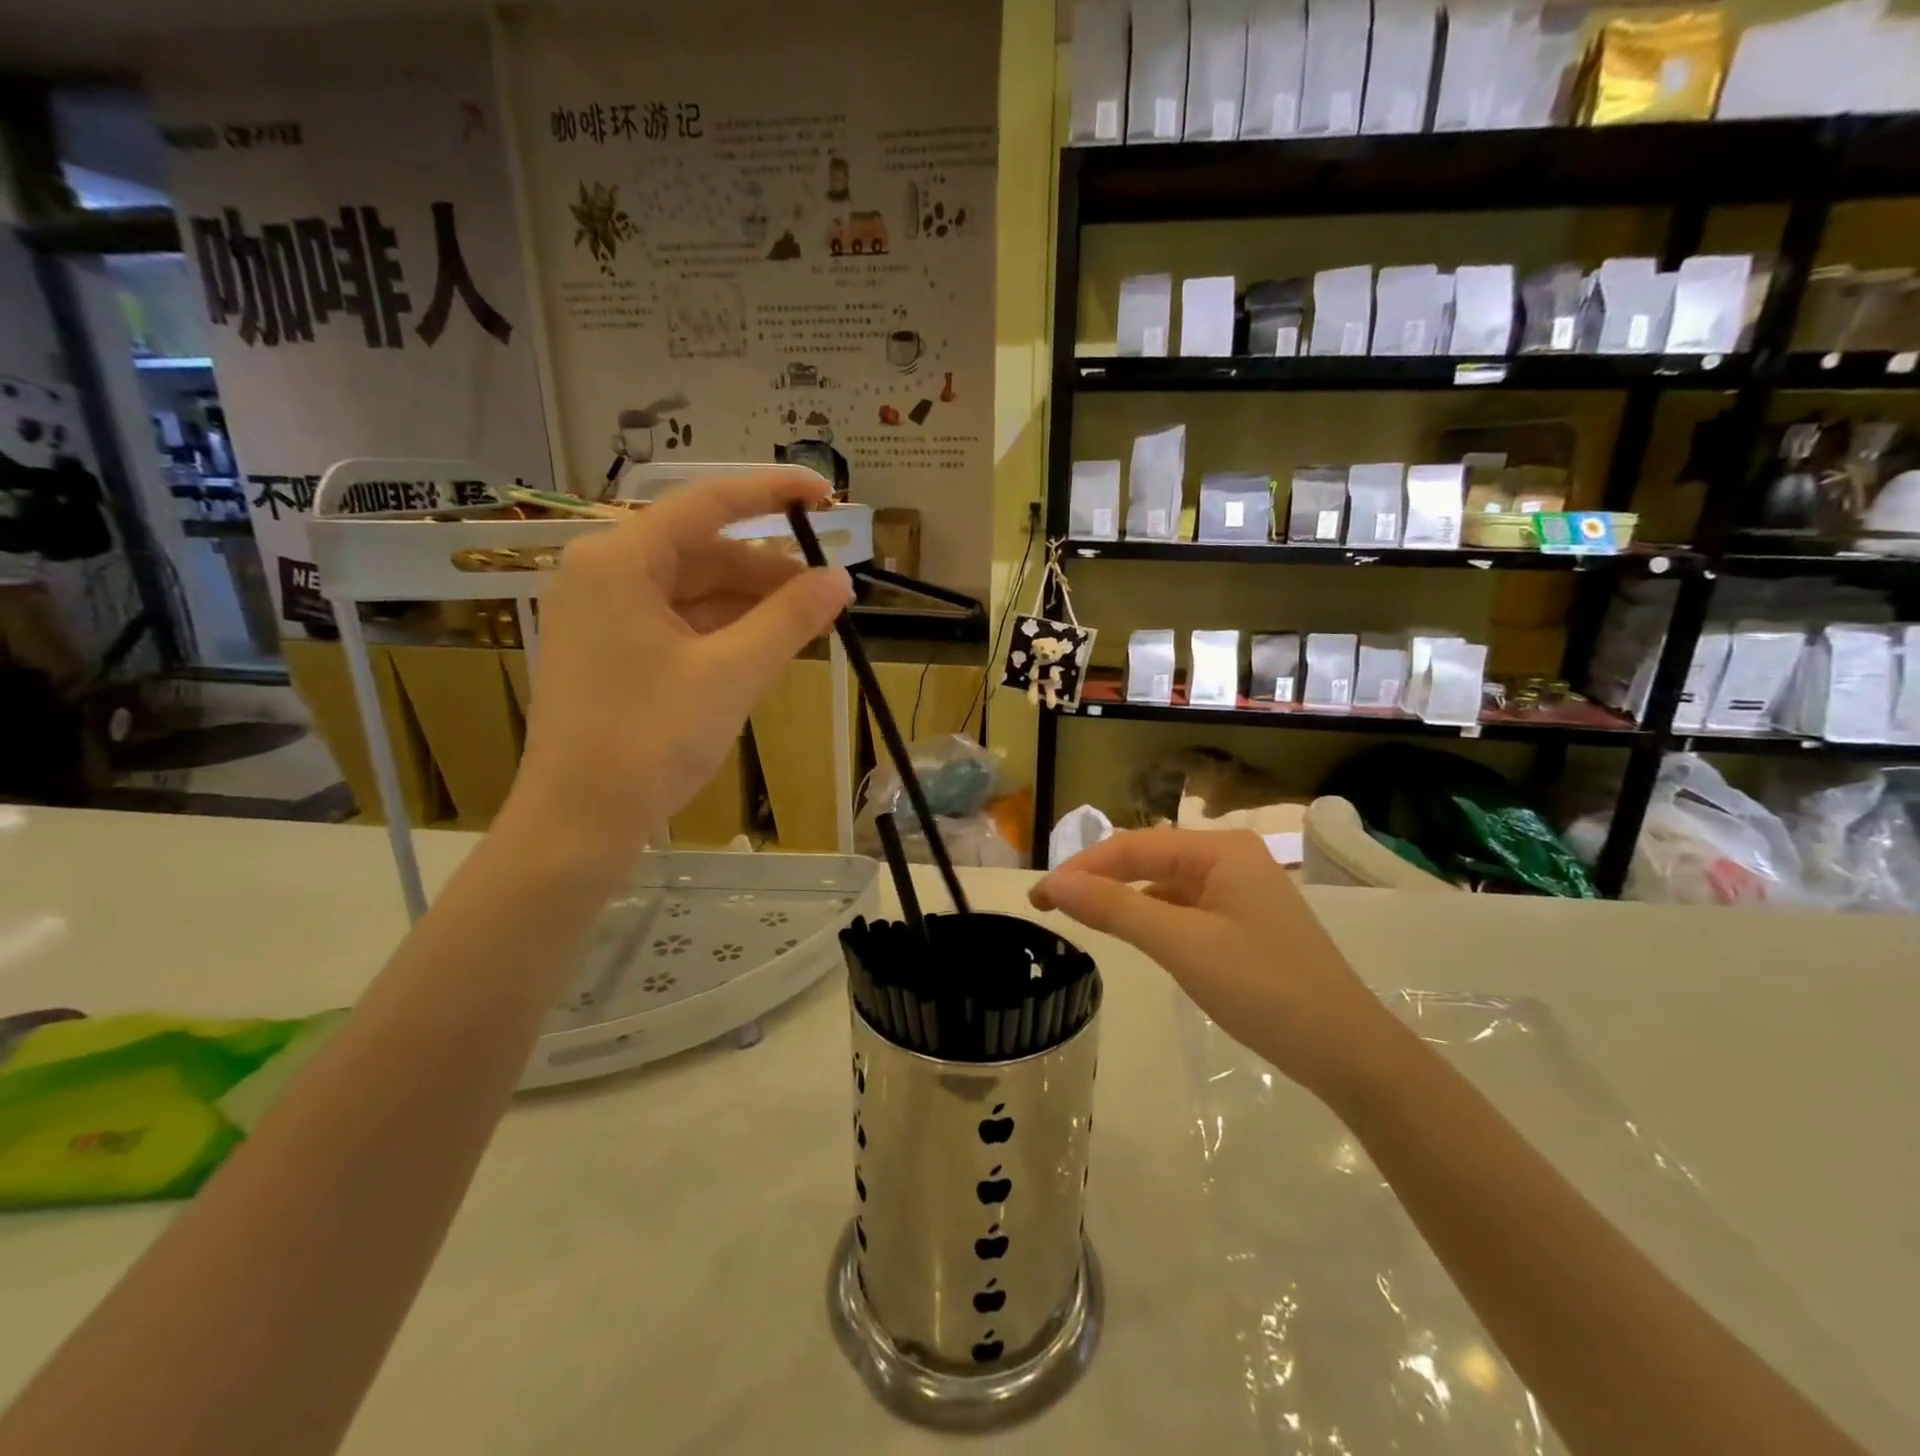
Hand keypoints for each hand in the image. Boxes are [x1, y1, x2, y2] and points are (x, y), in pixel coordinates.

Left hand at [503, 472, 851, 868]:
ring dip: (754, 604)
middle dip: (770, 571)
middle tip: (831, 592)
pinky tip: (769, 646)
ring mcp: (605, 614)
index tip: (825, 495)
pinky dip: (727, 630)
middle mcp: (605, 573)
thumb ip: (790, 618)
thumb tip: (841, 579)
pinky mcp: (613, 651)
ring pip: (695, 590)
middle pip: (704, 551)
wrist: (579, 823)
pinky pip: (682, 622)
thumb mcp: (733, 673)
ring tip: (812, 624)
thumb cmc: (651, 739)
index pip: (707, 504)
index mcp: (620, 560)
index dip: (772, 493)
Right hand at [1031, 828, 1408, 1101]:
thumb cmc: (1264, 989)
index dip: (1081, 867)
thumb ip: (1115, 909)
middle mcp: (1230, 858)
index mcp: (1220, 850)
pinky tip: (1135, 933)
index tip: (1038, 896)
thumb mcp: (1182, 945)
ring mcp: (1241, 890)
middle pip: (1148, 859)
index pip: (1133, 846)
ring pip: (1165, 883)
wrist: (1349, 1052)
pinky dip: (1152, 915)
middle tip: (1052, 906)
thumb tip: (1054, 883)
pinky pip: (1185, 906)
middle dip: (1098, 878)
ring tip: (1082, 917)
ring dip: (1123, 896)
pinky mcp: (1244, 921)